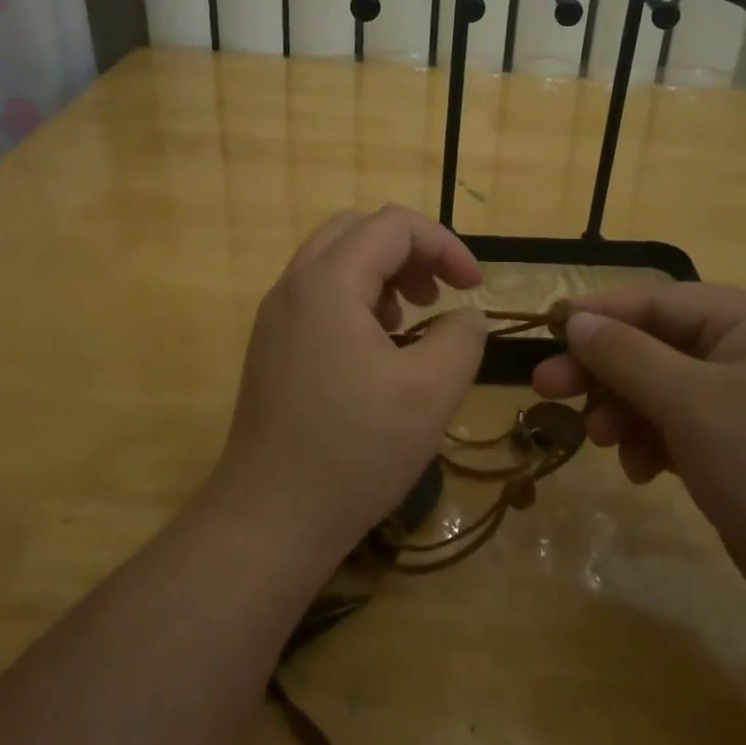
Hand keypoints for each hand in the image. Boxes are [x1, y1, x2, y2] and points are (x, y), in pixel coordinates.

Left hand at [207, 206, 489, 562]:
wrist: (270, 519)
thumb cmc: (355, 450)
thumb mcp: (432, 391)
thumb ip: (462, 337)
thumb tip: (465, 317)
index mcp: (328, 283)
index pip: (393, 225)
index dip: (444, 245)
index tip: (474, 287)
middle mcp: (293, 287)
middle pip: (357, 232)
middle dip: (409, 252)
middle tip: (438, 294)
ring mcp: (275, 318)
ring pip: (334, 262)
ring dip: (381, 275)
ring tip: (410, 322)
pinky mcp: (271, 349)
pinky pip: (318, 297)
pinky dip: (356, 301)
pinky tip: (378, 352)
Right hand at [532, 284, 745, 634]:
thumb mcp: (691, 404)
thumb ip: (626, 356)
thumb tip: (576, 320)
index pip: (659, 300)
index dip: (599, 314)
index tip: (547, 332)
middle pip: (658, 345)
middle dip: (604, 370)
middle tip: (547, 389)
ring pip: (666, 388)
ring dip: (626, 411)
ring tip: (601, 442)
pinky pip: (687, 425)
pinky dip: (656, 441)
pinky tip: (640, 470)